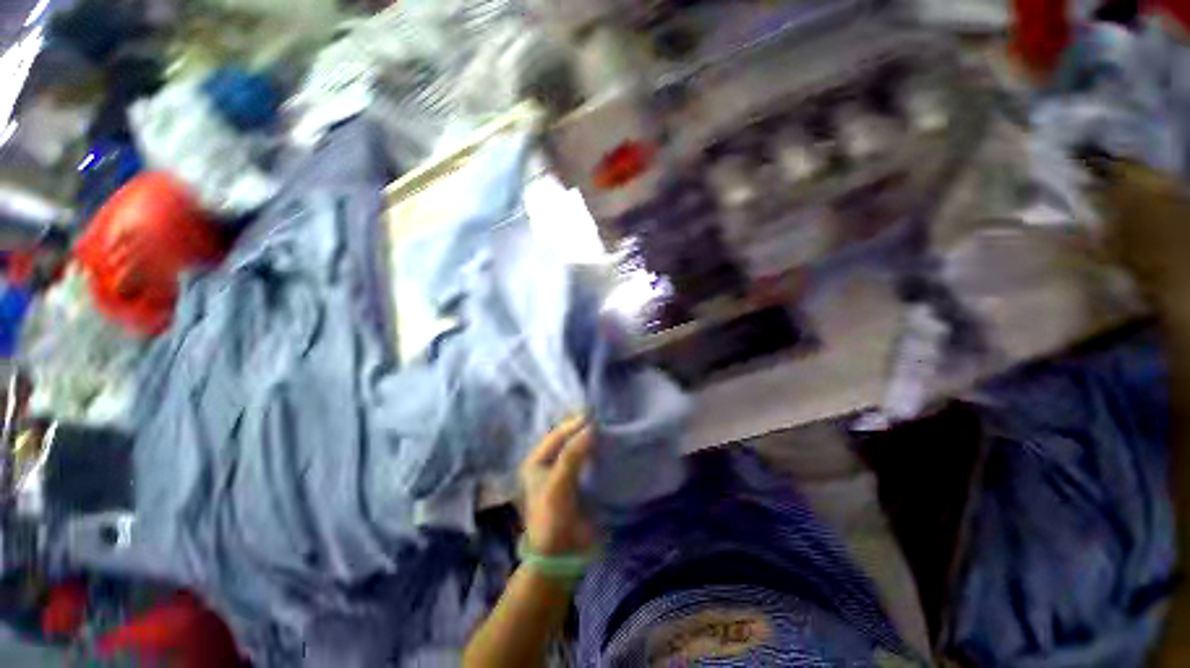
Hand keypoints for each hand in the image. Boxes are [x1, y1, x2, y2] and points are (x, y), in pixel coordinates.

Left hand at [520, 417, 598, 555]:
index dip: (573, 424)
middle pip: (566, 439)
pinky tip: (608, 446)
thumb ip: (573, 455)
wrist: (561, 555)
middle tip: (603, 418)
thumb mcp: (558, 484)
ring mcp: (563, 472)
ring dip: (590, 439)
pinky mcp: (578, 482)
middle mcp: (548, 463)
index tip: (594, 414)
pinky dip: (596, 452)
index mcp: (536, 460)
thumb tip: (591, 428)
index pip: (556, 435)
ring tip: (608, 428)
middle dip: (582, 429)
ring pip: (578, 448)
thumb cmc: (552, 517)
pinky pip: (587, 461)